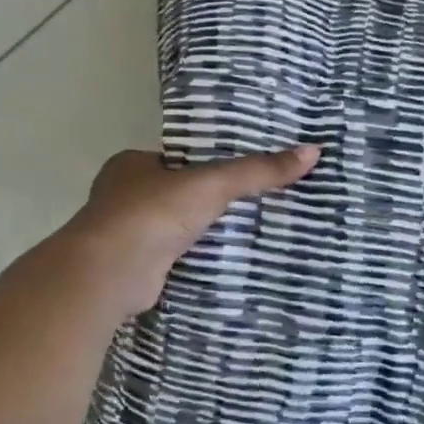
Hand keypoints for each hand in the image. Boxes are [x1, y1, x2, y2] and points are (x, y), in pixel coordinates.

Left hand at [62, 146, 320, 317]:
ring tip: (245, 232)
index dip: (206, 165)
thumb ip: (259, 170)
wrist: (110, 272)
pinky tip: (221, 261)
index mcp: (130, 165)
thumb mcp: (214, 184)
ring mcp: (124, 234)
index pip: (177, 160)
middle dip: (205, 201)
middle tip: (251, 203)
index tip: (239, 174)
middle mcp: (121, 196)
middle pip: (175, 194)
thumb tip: (313, 151)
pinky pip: (172, 256)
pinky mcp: (133, 267)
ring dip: (199, 231)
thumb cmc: (153, 213)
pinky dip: (192, 258)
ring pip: (172, 227)